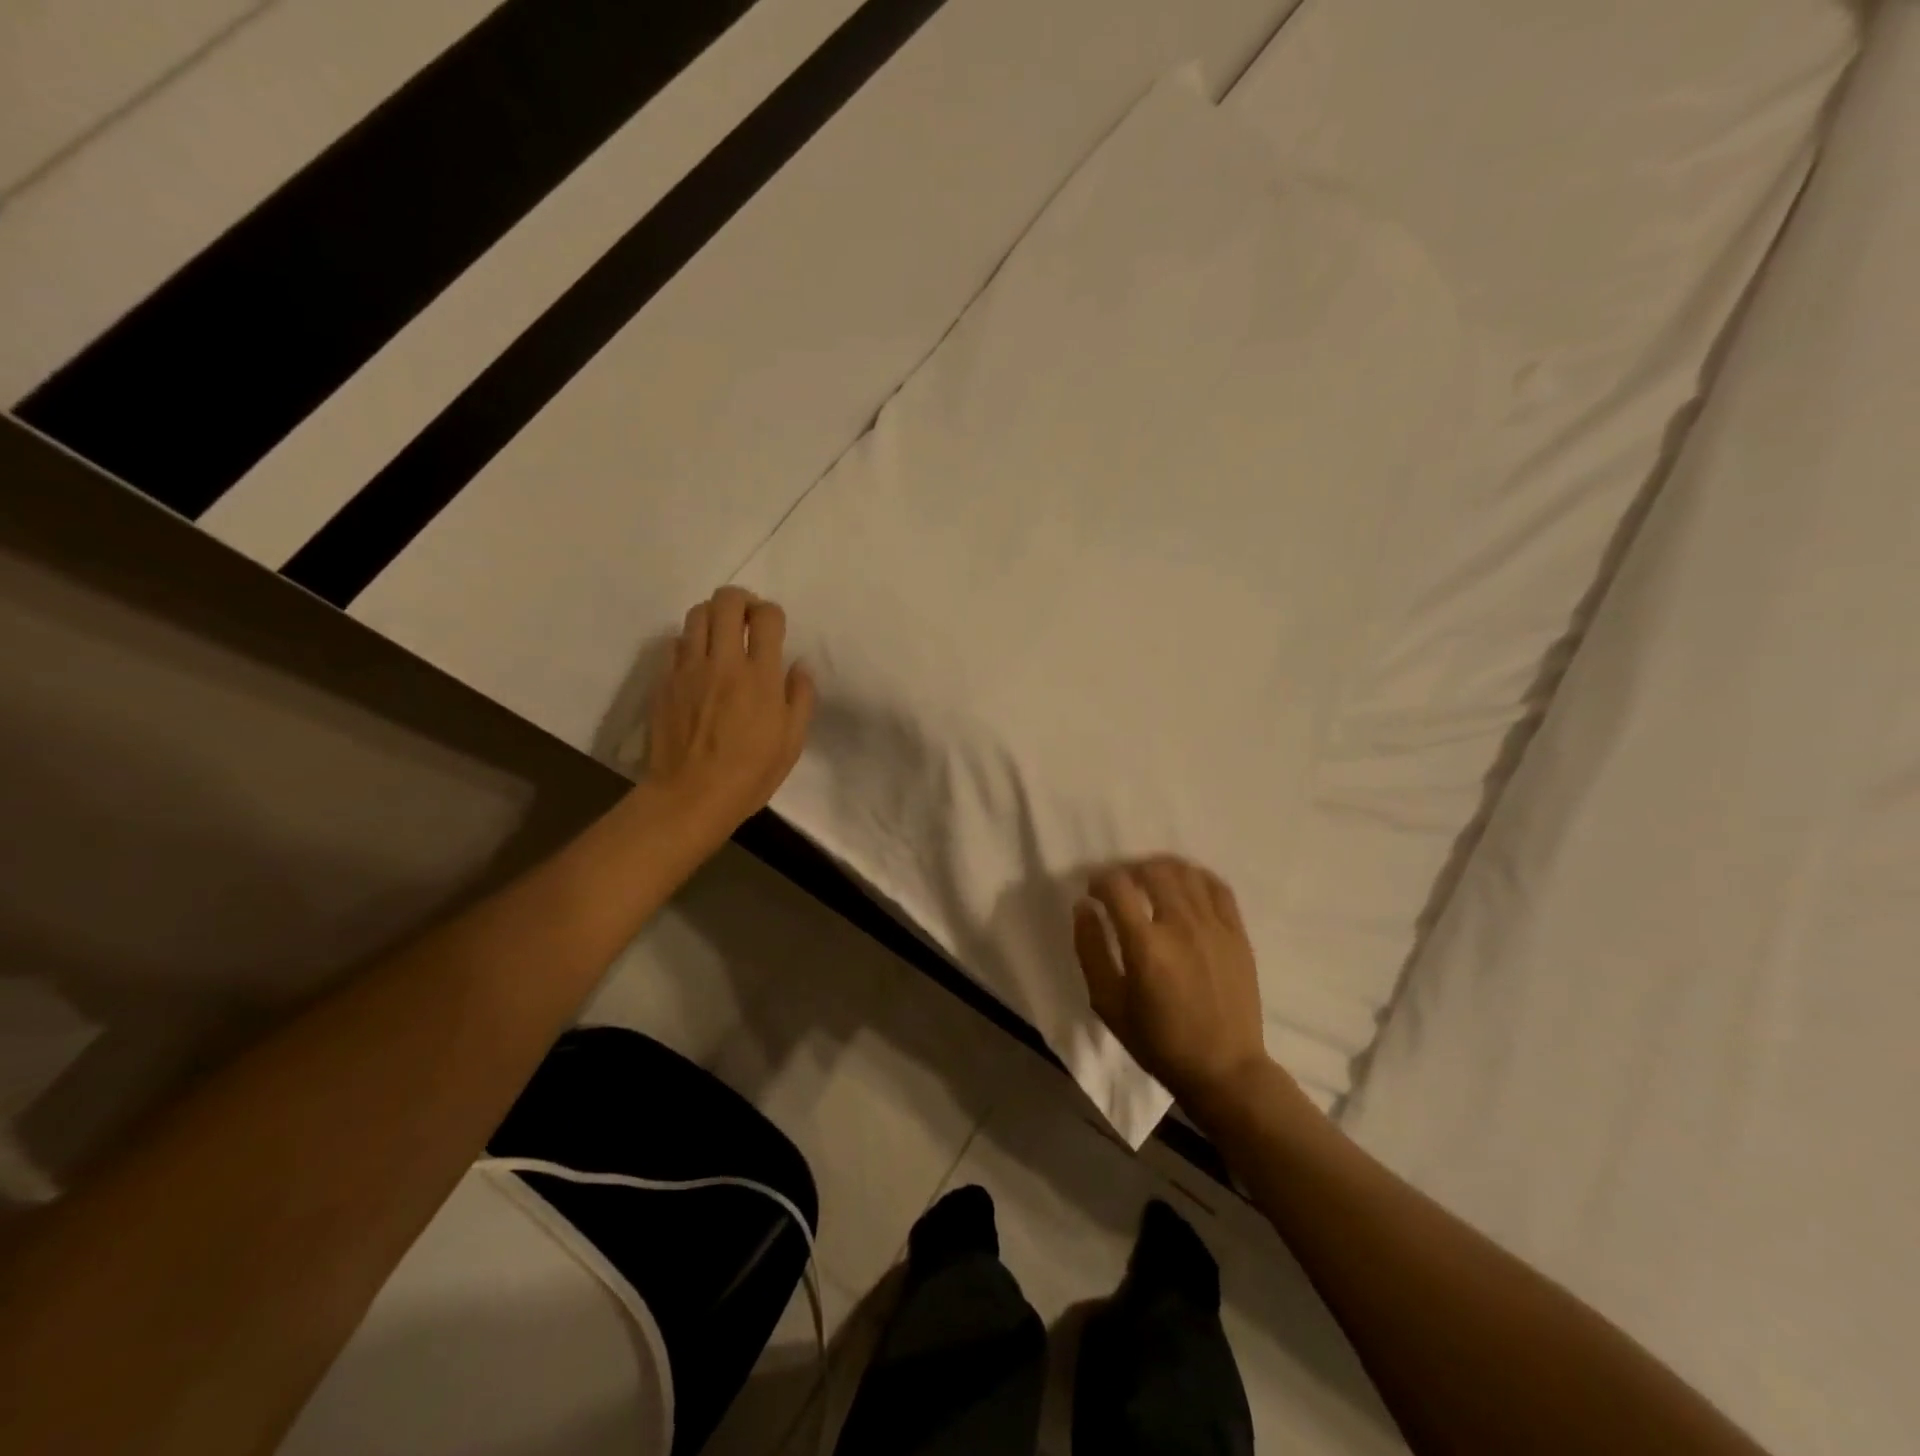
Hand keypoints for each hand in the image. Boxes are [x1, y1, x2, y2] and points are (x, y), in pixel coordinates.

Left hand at [645, 587, 815, 839]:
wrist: (690, 796)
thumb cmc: (750, 774)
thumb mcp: (792, 742)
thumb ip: (800, 698)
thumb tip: (799, 667)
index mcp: (760, 677)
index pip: (767, 617)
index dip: (772, 613)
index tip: (773, 627)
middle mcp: (724, 662)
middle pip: (726, 602)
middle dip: (741, 600)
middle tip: (747, 618)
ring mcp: (689, 669)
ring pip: (696, 615)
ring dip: (713, 616)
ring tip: (721, 634)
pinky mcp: (664, 681)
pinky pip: (675, 643)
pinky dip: (690, 642)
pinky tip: (698, 661)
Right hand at [1073, 857, 1276, 1110]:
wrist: (1224, 1069)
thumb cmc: (1158, 1042)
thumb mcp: (1108, 1004)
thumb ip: (1090, 949)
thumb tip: (1083, 906)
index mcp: (1146, 946)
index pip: (1117, 886)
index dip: (1099, 880)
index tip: (1093, 892)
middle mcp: (1181, 926)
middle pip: (1152, 870)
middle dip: (1129, 870)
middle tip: (1121, 886)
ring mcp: (1214, 927)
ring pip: (1185, 872)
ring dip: (1161, 869)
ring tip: (1150, 883)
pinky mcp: (1237, 933)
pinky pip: (1217, 887)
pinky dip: (1196, 877)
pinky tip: (1185, 887)